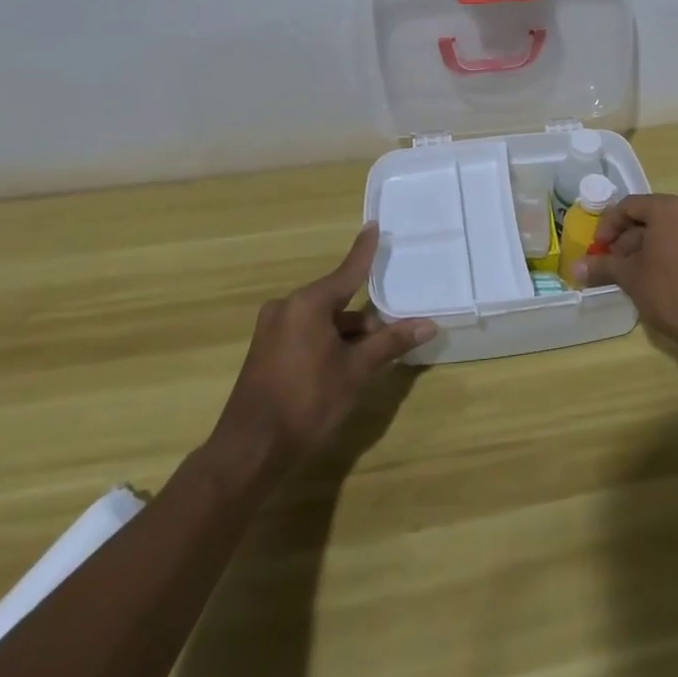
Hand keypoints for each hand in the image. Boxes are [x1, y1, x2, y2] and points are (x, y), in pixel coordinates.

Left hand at [213, 224, 435, 470]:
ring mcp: (272, 329)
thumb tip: (428, 324)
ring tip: (369, 361)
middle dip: (364, 319)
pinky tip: (342, 369)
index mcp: (308, 303)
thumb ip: (390, 343)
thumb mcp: (355, 371)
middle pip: (337, 301)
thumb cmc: (306, 402)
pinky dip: (327, 344)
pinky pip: (305, 335)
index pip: (348, 270)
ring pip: (322, 321)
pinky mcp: (265, 351)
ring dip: (346, 335)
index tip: (374, 225)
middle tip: (391, 335)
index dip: (365, 250)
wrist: (249, 451)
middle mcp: (287, 307)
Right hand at [572, 193, 677, 360]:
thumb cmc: (668, 293)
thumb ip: (602, 266)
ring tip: (645, 271)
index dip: (609, 226)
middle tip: (619, 262)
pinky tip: (676, 278)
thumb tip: (575, 268)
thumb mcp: (630, 277)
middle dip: (633, 238)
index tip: (599, 248)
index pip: (630, 206)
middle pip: (656, 217)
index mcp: (670, 208)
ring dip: (658, 245)